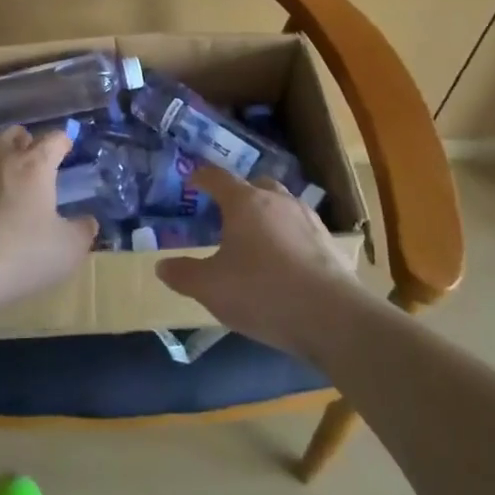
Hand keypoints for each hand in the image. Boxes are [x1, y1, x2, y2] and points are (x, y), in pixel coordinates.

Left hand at [0, 127, 94, 321]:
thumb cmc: (18, 255)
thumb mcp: (66, 252)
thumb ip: (82, 232)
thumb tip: (88, 221)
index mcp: (34, 164)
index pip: (54, 139)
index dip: (63, 142)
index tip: (67, 150)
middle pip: (15, 133)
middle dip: (27, 143)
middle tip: (34, 164)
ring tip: (0, 174)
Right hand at [156, 166, 358, 358]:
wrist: (333, 317)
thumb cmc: (262, 292)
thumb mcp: (211, 288)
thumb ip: (183, 275)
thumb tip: (161, 266)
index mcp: (244, 202)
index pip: (217, 177)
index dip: (202, 177)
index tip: (192, 182)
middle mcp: (277, 201)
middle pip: (255, 184)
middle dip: (240, 193)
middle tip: (226, 212)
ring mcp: (308, 220)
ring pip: (283, 204)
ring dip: (268, 213)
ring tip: (257, 237)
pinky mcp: (330, 243)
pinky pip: (302, 229)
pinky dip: (290, 236)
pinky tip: (286, 261)